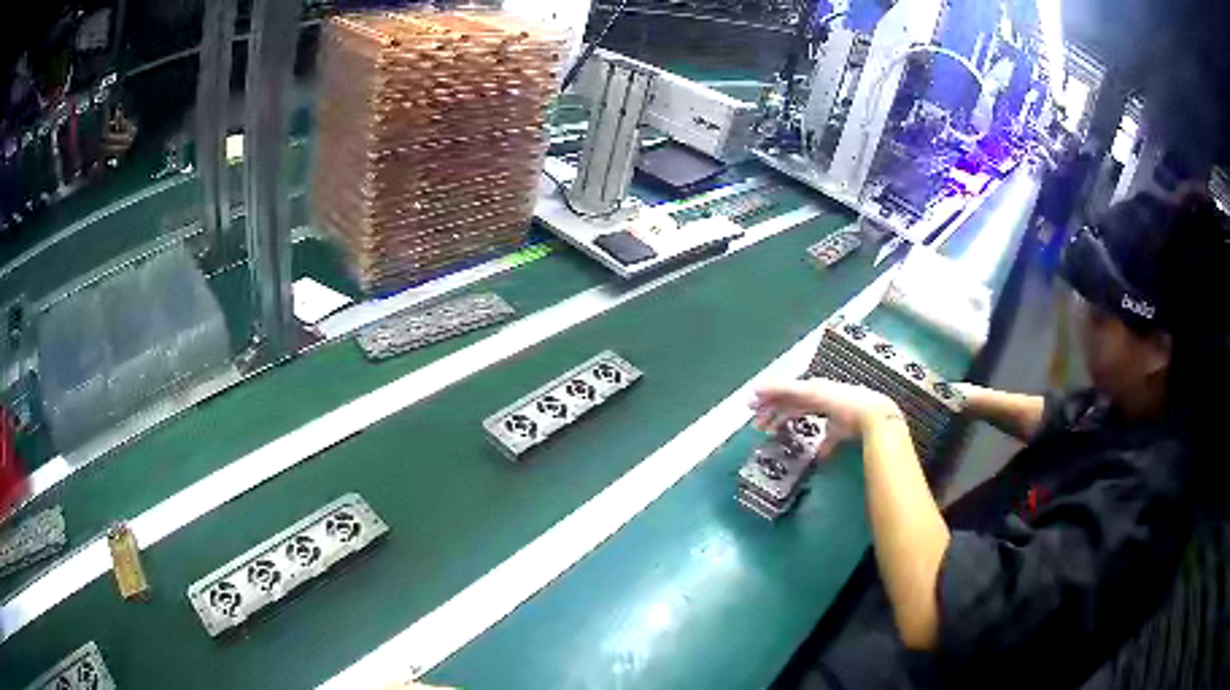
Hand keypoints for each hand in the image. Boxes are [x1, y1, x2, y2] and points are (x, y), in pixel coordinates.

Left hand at [750, 378, 899, 458]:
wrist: (873, 414)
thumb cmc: (860, 423)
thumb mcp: (839, 434)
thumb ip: (828, 443)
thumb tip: (820, 456)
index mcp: (822, 399)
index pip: (796, 405)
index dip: (780, 413)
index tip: (766, 423)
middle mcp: (816, 390)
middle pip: (787, 398)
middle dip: (769, 406)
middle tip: (752, 415)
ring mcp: (814, 389)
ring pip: (784, 393)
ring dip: (767, 399)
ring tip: (750, 406)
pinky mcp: (812, 390)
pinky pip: (787, 389)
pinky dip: (772, 389)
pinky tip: (758, 391)